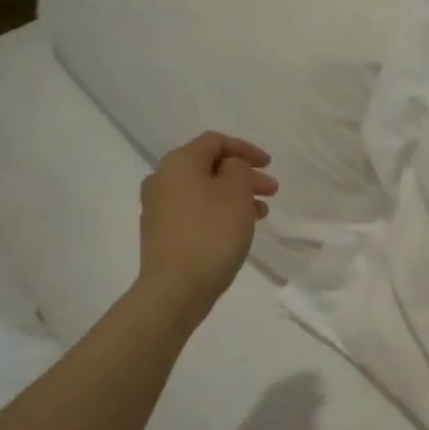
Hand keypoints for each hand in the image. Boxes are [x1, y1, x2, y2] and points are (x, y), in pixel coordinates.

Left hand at [137, 132, 277, 323]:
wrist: (175, 288)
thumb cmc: (211, 233)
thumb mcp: (236, 192)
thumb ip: (238, 169)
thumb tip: (229, 168)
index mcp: (179, 162)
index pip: (215, 141)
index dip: (245, 149)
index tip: (269, 164)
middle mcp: (162, 179)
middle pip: (209, 166)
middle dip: (243, 175)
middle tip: (271, 190)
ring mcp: (158, 207)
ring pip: (204, 190)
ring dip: (234, 195)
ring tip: (261, 213)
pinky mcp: (161, 232)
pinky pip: (195, 211)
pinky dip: (218, 212)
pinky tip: (237, 228)